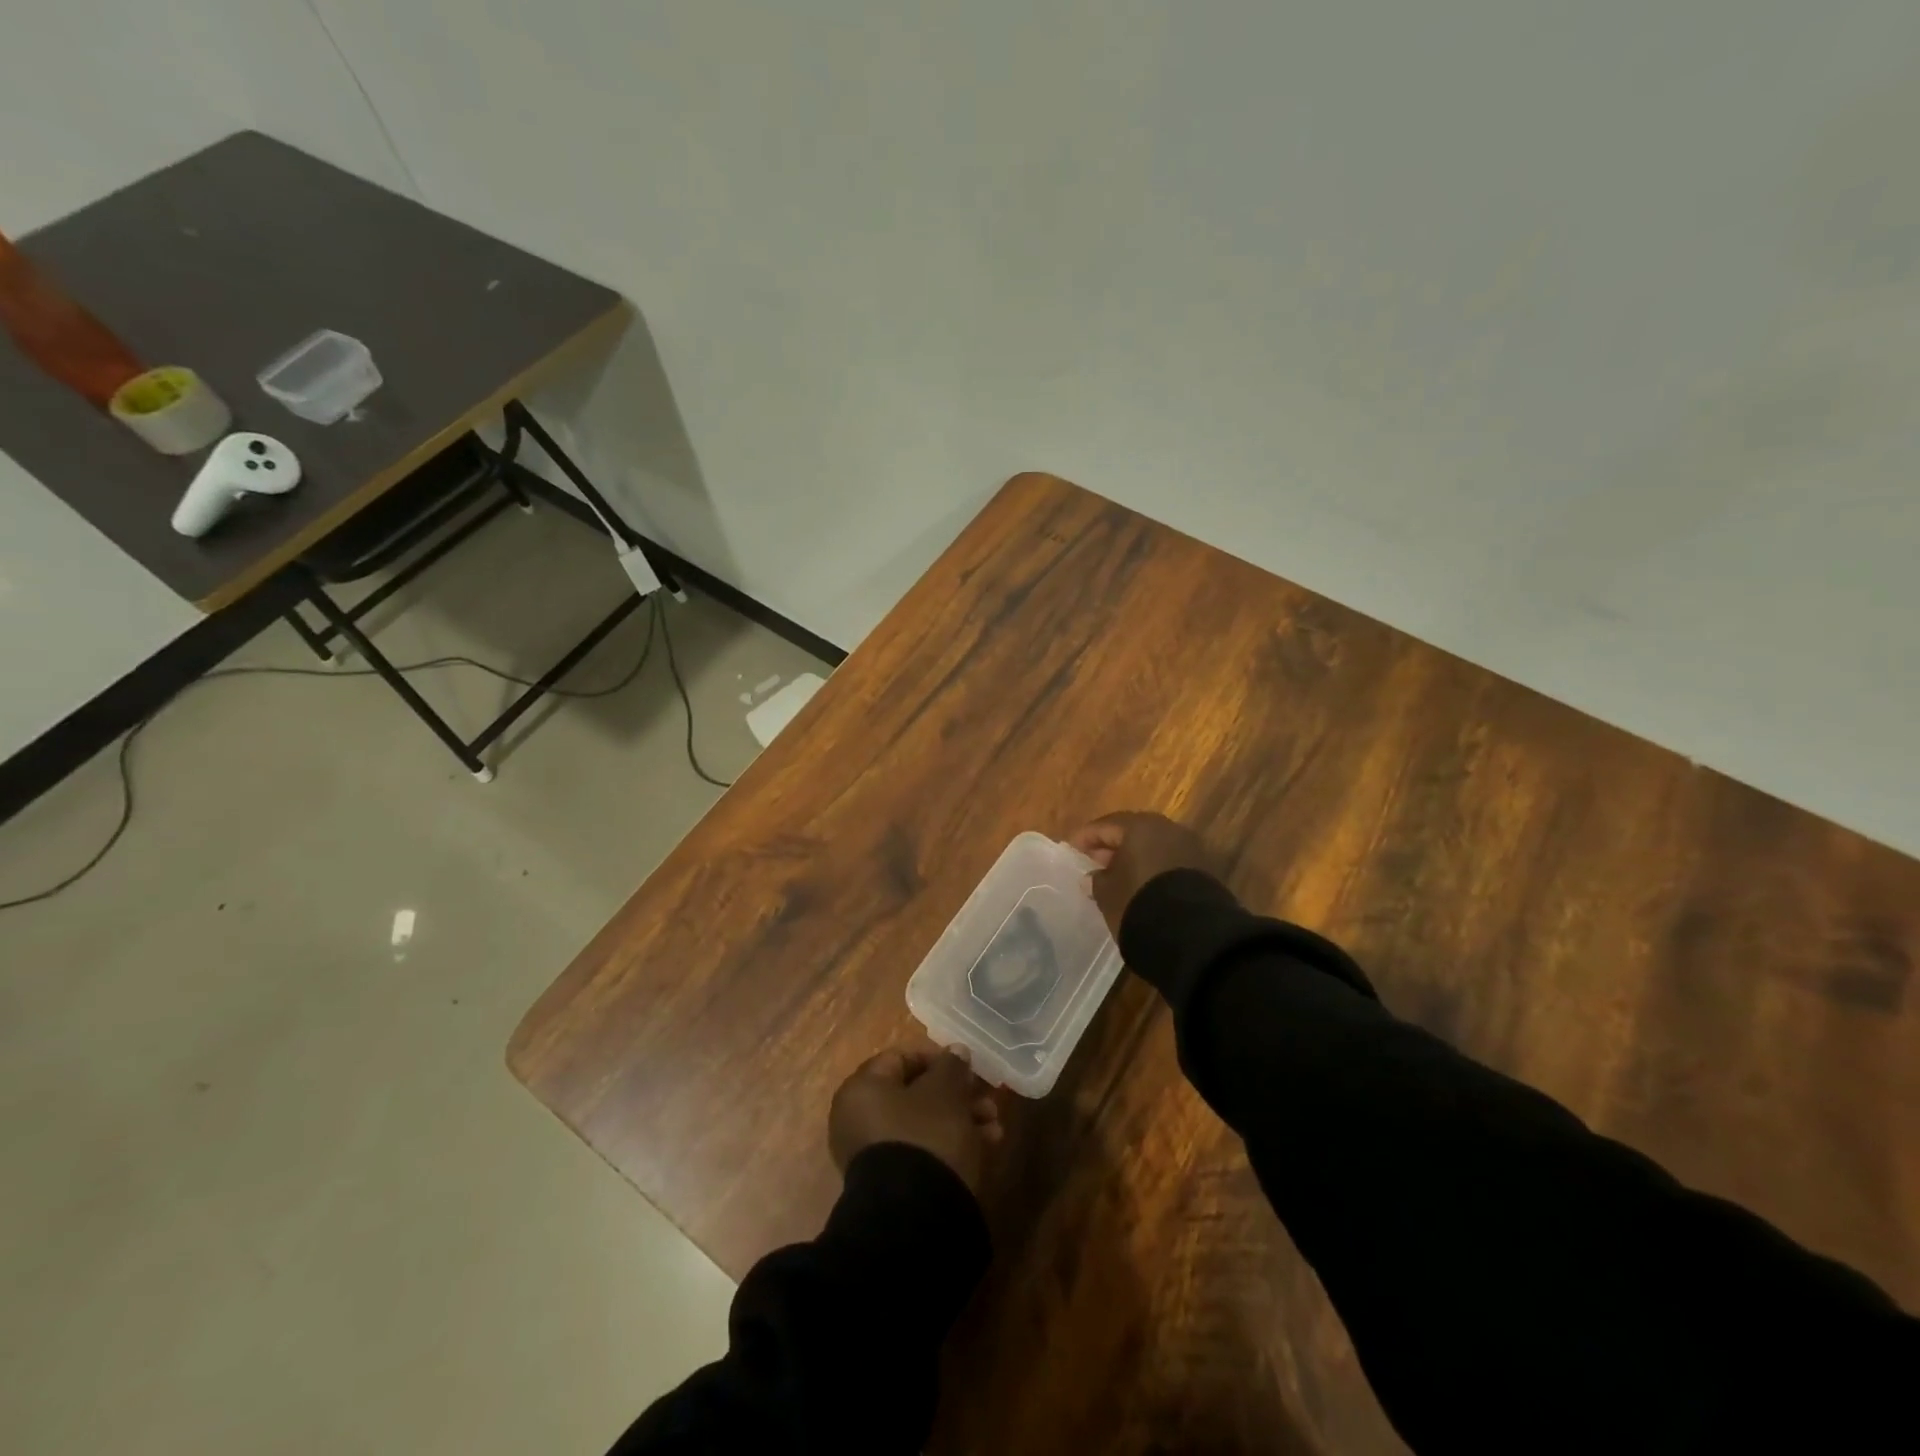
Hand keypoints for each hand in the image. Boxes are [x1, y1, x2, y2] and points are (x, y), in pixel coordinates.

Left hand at [829, 1046, 1003, 1192]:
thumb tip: (955, 1051)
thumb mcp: (946, 1092)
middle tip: (988, 1100)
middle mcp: (859, 1119)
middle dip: (957, 1095)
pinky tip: (986, 1148)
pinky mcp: (891, 1184)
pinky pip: (923, 1151)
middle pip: (915, 1094)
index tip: (968, 1068)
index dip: (938, 1059)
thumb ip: (951, 1066)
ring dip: (961, 1120)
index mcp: (862, 1089)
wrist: (914, 1218)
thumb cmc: (926, 1136)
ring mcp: (873, 1155)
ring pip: (923, 1124)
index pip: (901, 1058)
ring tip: (995, 1128)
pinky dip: (950, 1145)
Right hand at [1066, 811, 1213, 937]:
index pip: (1105, 825)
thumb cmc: (1138, 902)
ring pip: (1153, 846)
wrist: (1191, 933)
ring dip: (1134, 857)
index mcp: (1139, 826)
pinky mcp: (1202, 868)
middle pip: (1132, 832)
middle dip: (1112, 845)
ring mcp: (1188, 847)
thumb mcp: (1107, 894)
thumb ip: (1097, 881)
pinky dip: (1152, 868)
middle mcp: (1166, 828)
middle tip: (1094, 860)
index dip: (1086, 837)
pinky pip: (1168, 861)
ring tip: (1117, 875)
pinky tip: (1141, 884)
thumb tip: (1093, 877)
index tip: (1072, 849)